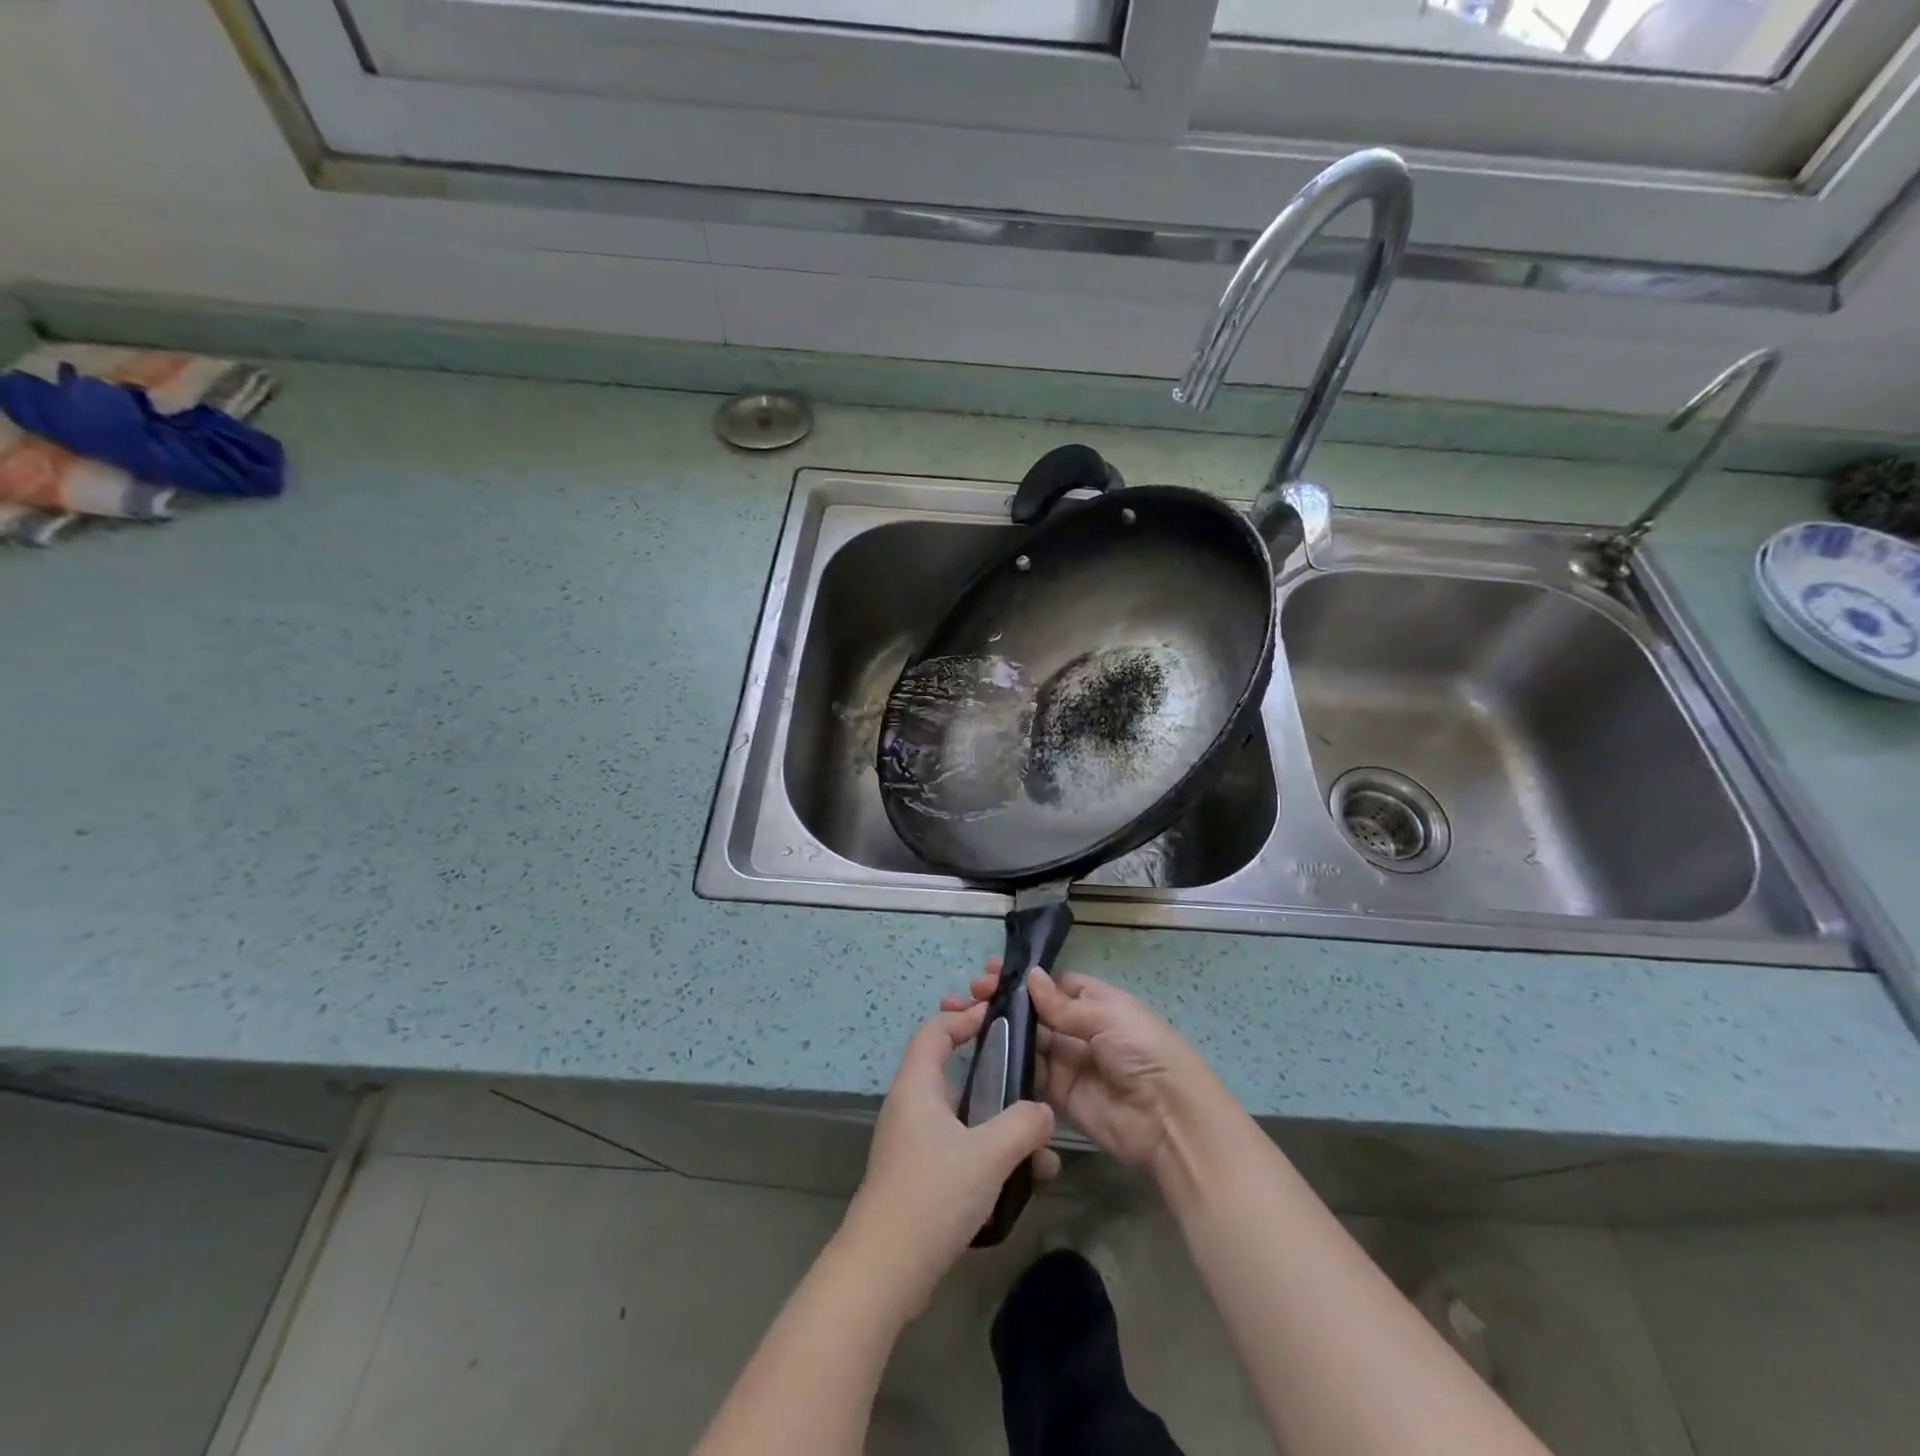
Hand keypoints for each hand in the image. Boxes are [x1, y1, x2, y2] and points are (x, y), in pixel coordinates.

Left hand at [840, 1003, 1059, 1318]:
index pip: (936, 1030)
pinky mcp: (921, 1177)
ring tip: (1042, 1150)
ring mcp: (914, 1144)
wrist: (884, 1272)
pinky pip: (962, 1149)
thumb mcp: (987, 1154)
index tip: (1001, 1017)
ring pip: (965, 1117)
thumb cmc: (932, 1195)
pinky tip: (1024, 1180)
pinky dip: (991, 1155)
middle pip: (954, 1072)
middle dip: (997, 1077)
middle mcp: (911, 1107)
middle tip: (1033, 1082)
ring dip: (1002, 1126)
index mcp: (917, 1086)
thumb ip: (1023, 1125)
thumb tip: (1044, 1111)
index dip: (966, 1017)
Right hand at [943, 963, 1217, 1171]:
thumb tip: (1030, 977)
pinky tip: (977, 1054)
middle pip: (1033, 1012)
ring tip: (961, 1018)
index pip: (1051, 984)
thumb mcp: (1106, 1016)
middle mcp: (1078, 1029)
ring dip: (997, 1030)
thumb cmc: (1142, 1051)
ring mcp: (1067, 1063)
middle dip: (1002, 1001)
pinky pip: (1028, 1076)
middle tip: (968, 995)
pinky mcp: (1058, 1096)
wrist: (1167, 1119)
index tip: (988, 973)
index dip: (1021, 979)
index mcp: (1094, 1001)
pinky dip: (1005, 1065)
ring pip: (1025, 1042)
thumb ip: (1063, 1004)